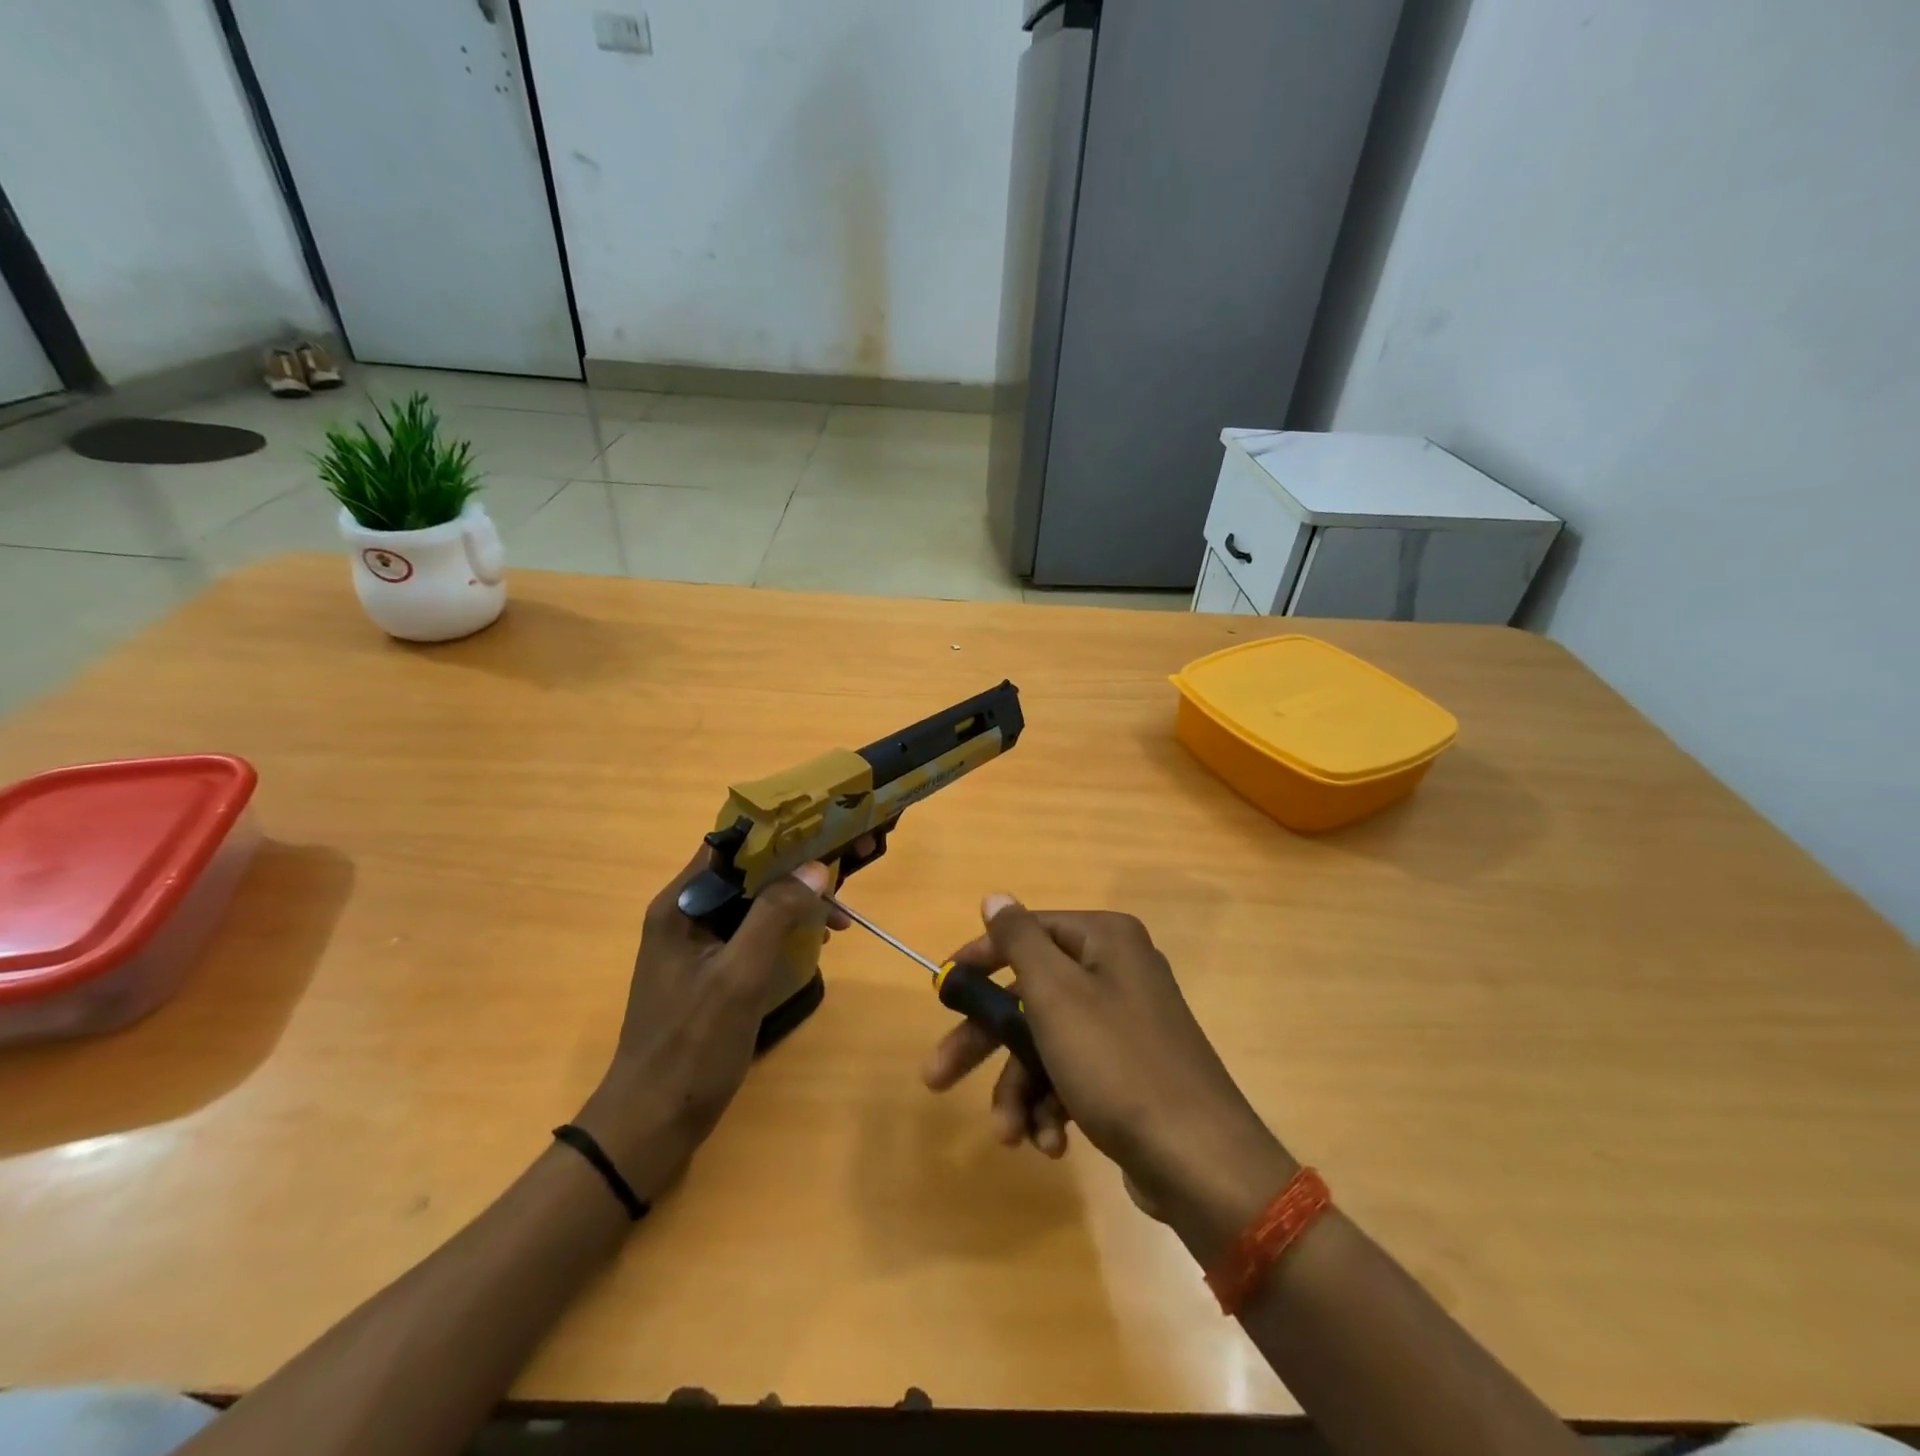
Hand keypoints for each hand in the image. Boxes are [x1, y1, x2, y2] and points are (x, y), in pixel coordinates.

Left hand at [574, 847, 830, 1198]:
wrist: (652, 1121)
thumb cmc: (692, 1045)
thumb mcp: (740, 976)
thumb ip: (775, 915)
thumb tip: (815, 868)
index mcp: (681, 903)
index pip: (732, 845)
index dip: (780, 831)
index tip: (825, 830)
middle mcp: (686, 912)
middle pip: (748, 871)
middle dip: (798, 869)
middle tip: (845, 872)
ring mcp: (698, 941)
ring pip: (755, 901)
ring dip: (796, 901)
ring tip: (839, 918)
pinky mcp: (711, 968)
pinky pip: (753, 931)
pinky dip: (785, 929)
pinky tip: (816, 942)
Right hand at [924, 897, 1296, 1256]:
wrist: (1199, 1161)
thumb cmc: (1117, 1063)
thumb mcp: (1056, 994)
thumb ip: (1019, 940)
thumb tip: (996, 896)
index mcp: (1105, 940)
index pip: (1028, 933)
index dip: (981, 959)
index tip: (944, 988)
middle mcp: (1117, 973)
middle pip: (1031, 996)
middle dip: (986, 1043)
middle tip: (937, 1076)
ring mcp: (1125, 1026)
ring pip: (1047, 1044)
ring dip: (1020, 1089)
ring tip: (1009, 1133)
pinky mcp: (1129, 1073)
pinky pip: (1074, 1076)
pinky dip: (1053, 1108)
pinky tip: (1050, 1144)